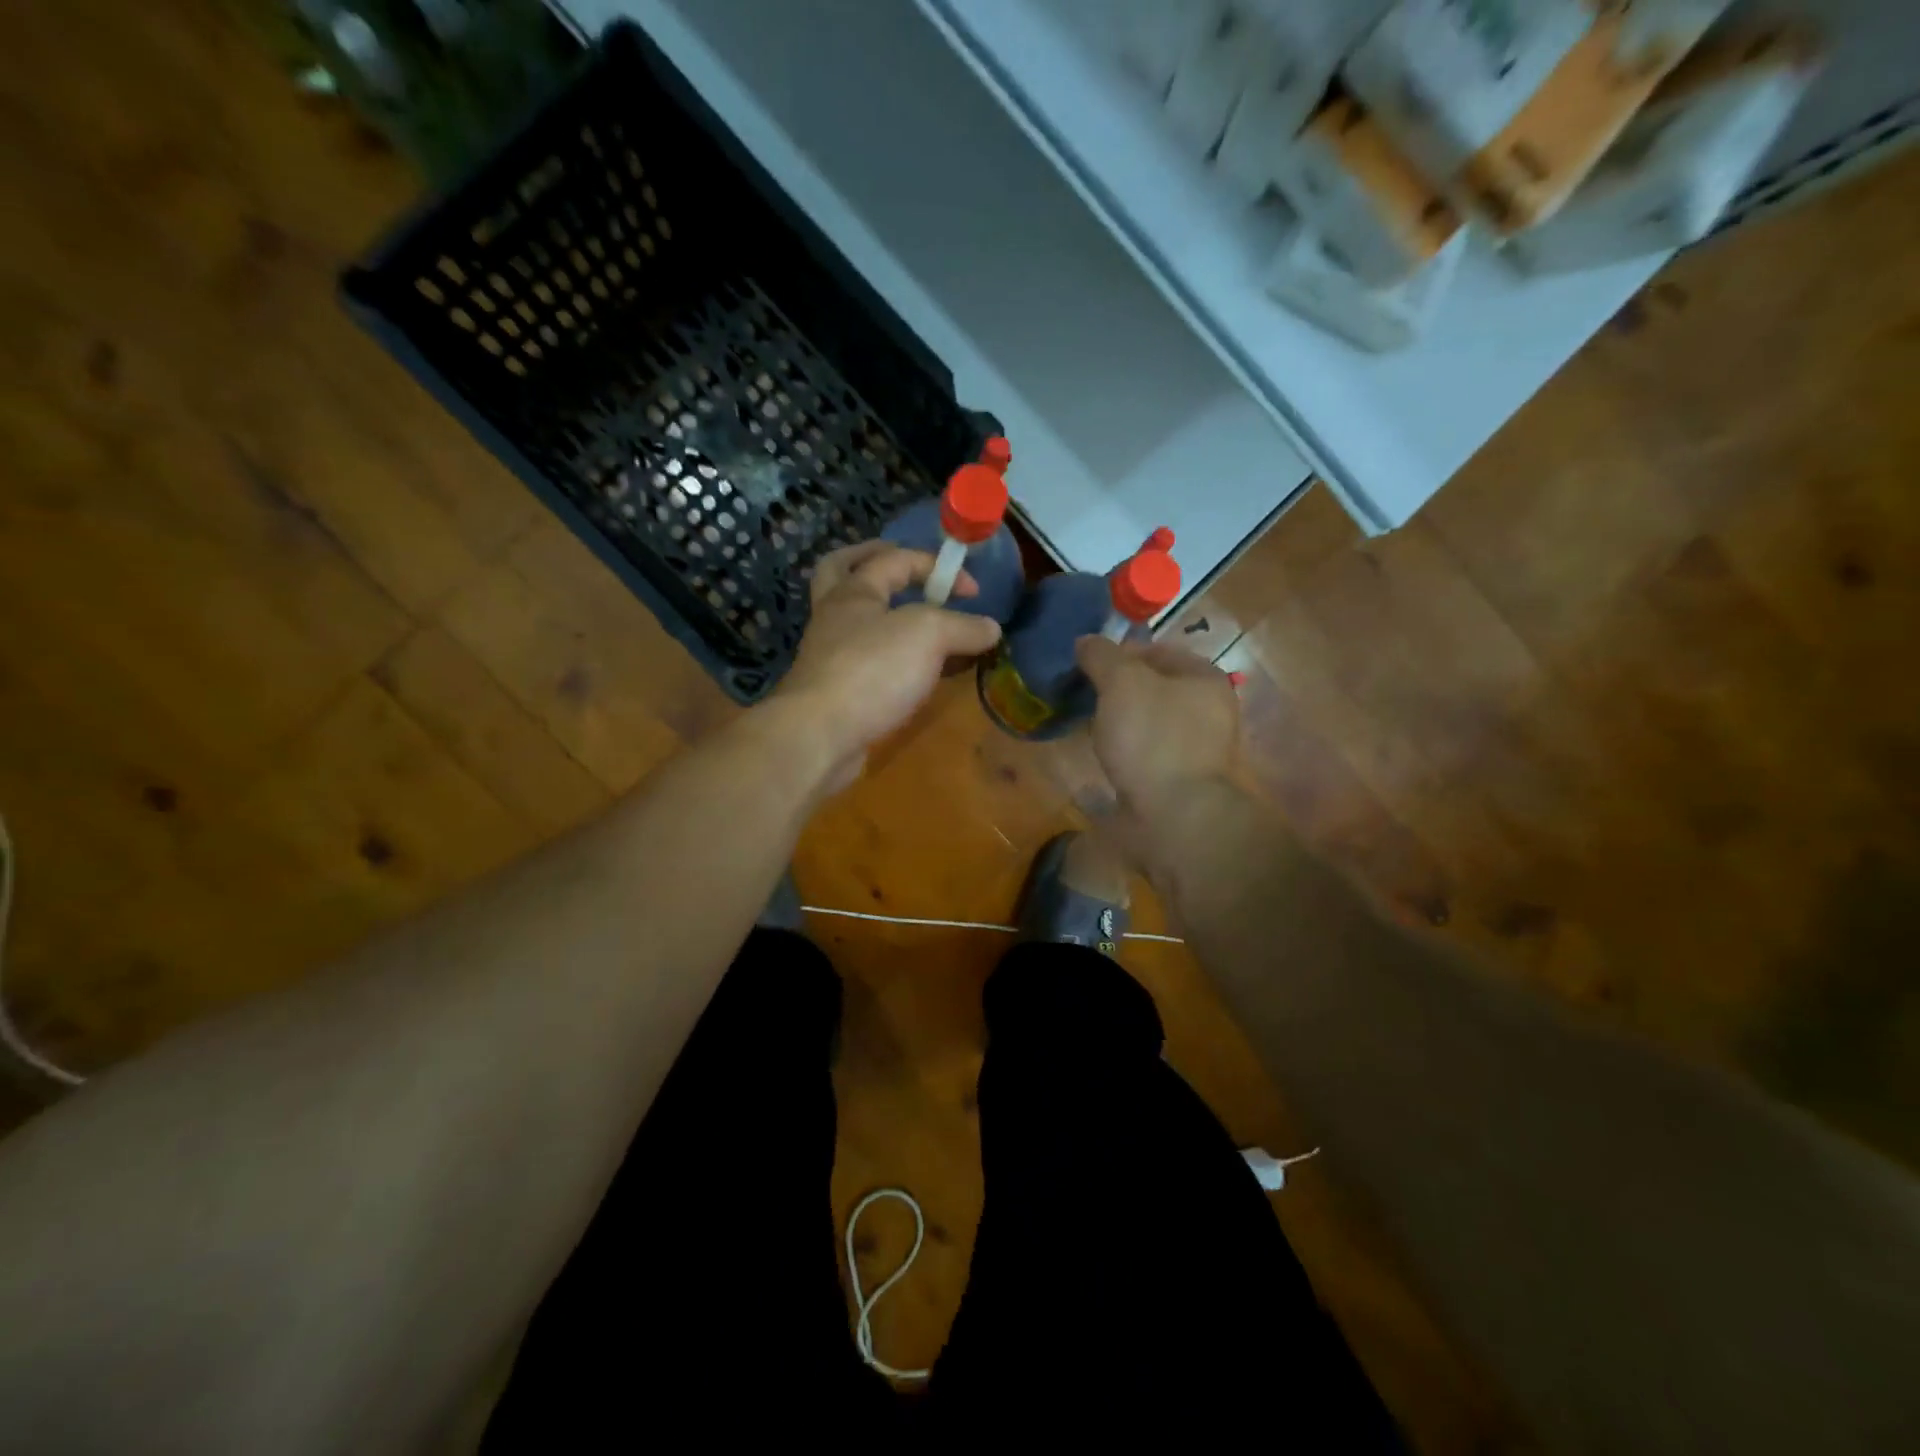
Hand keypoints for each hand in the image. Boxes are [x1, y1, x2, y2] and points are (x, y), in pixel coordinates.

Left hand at [774, 541, 1001, 790]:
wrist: (820, 736)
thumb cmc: (872, 670)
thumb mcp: (929, 636)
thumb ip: (963, 627)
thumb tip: (992, 628)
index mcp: (853, 591)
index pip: (895, 560)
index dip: (938, 567)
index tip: (975, 593)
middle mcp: (835, 617)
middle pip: (846, 572)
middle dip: (875, 563)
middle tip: (904, 568)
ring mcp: (832, 656)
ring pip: (858, 623)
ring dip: (888, 617)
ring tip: (921, 625)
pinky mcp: (837, 692)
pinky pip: (868, 663)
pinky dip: (892, 660)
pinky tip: (915, 673)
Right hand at [1074, 635, 1238, 828]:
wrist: (1174, 816)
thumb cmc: (1152, 738)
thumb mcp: (1121, 683)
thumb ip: (1102, 656)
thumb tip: (1086, 642)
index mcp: (1204, 677)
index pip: (1156, 649)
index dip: (1119, 652)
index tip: (1086, 665)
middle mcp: (1208, 709)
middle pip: (1153, 686)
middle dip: (1117, 688)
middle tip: (1083, 693)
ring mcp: (1197, 747)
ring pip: (1149, 720)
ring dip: (1119, 719)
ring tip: (1088, 723)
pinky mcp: (1179, 778)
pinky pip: (1146, 751)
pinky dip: (1125, 748)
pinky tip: (1105, 754)